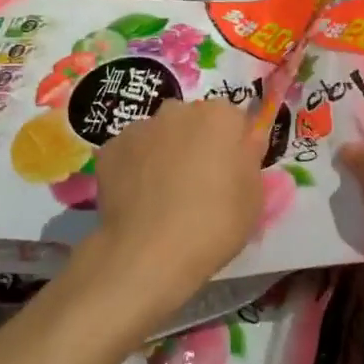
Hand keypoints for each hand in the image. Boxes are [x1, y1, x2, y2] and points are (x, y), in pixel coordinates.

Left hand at [78, 98, 264, 327]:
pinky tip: (138, 199)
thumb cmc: (215, 224)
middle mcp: (178, 110)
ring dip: (164, 153)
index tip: (231, 173)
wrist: (149, 253)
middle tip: (199, 184)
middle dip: (197, 143)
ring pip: (159, 135)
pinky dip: (135, 169)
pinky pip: (130, 153)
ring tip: (163, 196)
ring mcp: (139, 127)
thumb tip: (244, 141)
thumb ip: (249, 158)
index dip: (234, 146)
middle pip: (193, 121)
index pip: (233, 120)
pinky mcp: (110, 149)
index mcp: (219, 116)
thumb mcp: (254, 196)